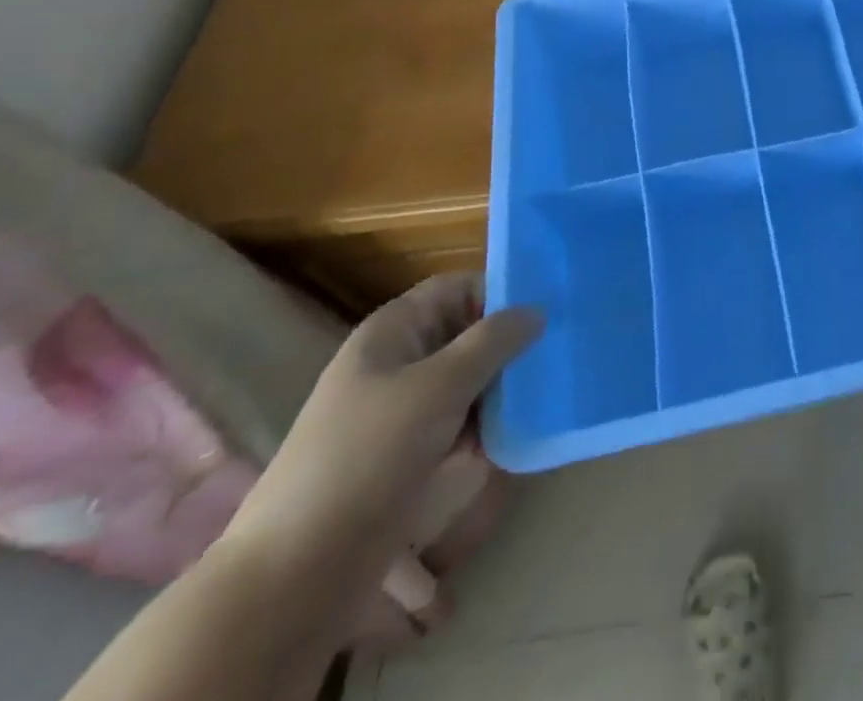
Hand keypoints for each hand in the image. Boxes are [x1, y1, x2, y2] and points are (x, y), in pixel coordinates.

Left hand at [226, 275, 540, 578]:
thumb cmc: (369, 456)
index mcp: (394, 331)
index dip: (502, 292)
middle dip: (512, 342)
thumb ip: (493, 341)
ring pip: (469, 381)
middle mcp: (399, 362)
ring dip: (505, 386)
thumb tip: (537, 311)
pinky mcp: (409, 455)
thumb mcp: (439, 386)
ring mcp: (403, 411)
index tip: (552, 308)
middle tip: (563, 350)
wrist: (298, 574)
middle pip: (467, 334)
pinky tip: (524, 430)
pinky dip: (489, 424)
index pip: (459, 289)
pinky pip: (461, 422)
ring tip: (555, 389)